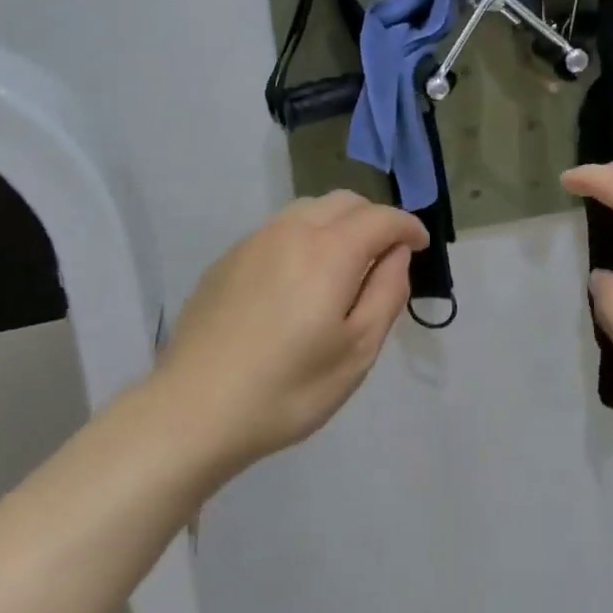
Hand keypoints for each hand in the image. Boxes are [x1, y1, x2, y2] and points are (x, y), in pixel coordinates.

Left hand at [153, 191, 427, 477]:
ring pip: (310, 209)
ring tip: (345, 262)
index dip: (408, 226)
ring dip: (339, 223)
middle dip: (374, 218)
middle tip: (386, 254)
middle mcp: (292, 230)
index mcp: (329, 250)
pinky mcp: (228, 259)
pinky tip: (299, 278)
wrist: (192, 411)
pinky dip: (305, 237)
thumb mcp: (357, 351)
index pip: (381, 217)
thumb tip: (396, 254)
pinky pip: (280, 229)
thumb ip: (387, 292)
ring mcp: (255, 241)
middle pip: (345, 201)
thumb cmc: (287, 389)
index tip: (420, 245)